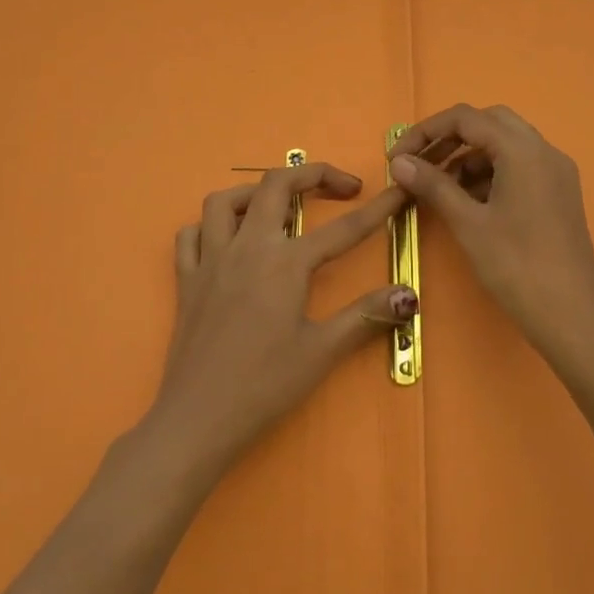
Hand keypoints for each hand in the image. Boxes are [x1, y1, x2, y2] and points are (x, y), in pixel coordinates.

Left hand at [147, 163, 415, 475]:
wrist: (197, 419)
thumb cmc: (264, 386)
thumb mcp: (322, 351)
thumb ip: (366, 315)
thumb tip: (408, 292)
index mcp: (285, 262)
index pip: (342, 228)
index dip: (377, 209)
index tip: (398, 192)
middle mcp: (247, 247)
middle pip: (277, 185)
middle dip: (313, 174)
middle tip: (342, 188)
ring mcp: (210, 260)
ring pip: (225, 200)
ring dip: (256, 192)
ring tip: (280, 206)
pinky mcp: (185, 280)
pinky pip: (191, 235)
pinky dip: (210, 227)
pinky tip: (227, 241)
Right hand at [388, 104, 593, 359]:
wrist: (571, 317)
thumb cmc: (516, 266)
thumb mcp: (468, 223)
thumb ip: (433, 185)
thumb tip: (399, 162)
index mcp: (523, 150)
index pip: (466, 118)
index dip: (426, 131)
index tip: (397, 157)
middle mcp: (544, 151)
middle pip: (489, 123)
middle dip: (449, 138)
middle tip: (419, 164)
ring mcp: (556, 172)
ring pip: (505, 145)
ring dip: (469, 156)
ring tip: (439, 187)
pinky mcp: (559, 194)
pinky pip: (520, 166)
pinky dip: (490, 173)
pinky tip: (469, 202)